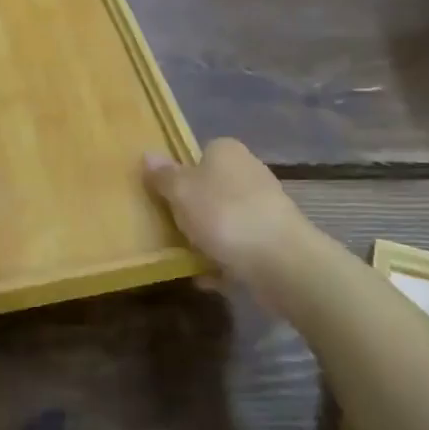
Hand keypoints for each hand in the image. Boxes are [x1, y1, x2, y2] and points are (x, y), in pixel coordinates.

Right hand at [144, 139, 304, 282]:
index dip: (180, 174)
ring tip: (184, 257)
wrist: (280, 261)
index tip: (163, 196)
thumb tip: (148, 155)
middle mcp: (250, 172)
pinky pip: (238, 248)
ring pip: (225, 219)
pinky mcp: (274, 240)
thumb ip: (163, 176)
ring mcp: (265, 207)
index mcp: (227, 151)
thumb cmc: (224, 215)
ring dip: (207, 238)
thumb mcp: (181, 192)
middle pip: (212, 188)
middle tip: (169, 228)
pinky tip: (207, 278)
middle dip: (193, 209)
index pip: (200, 153)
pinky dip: (223, 261)